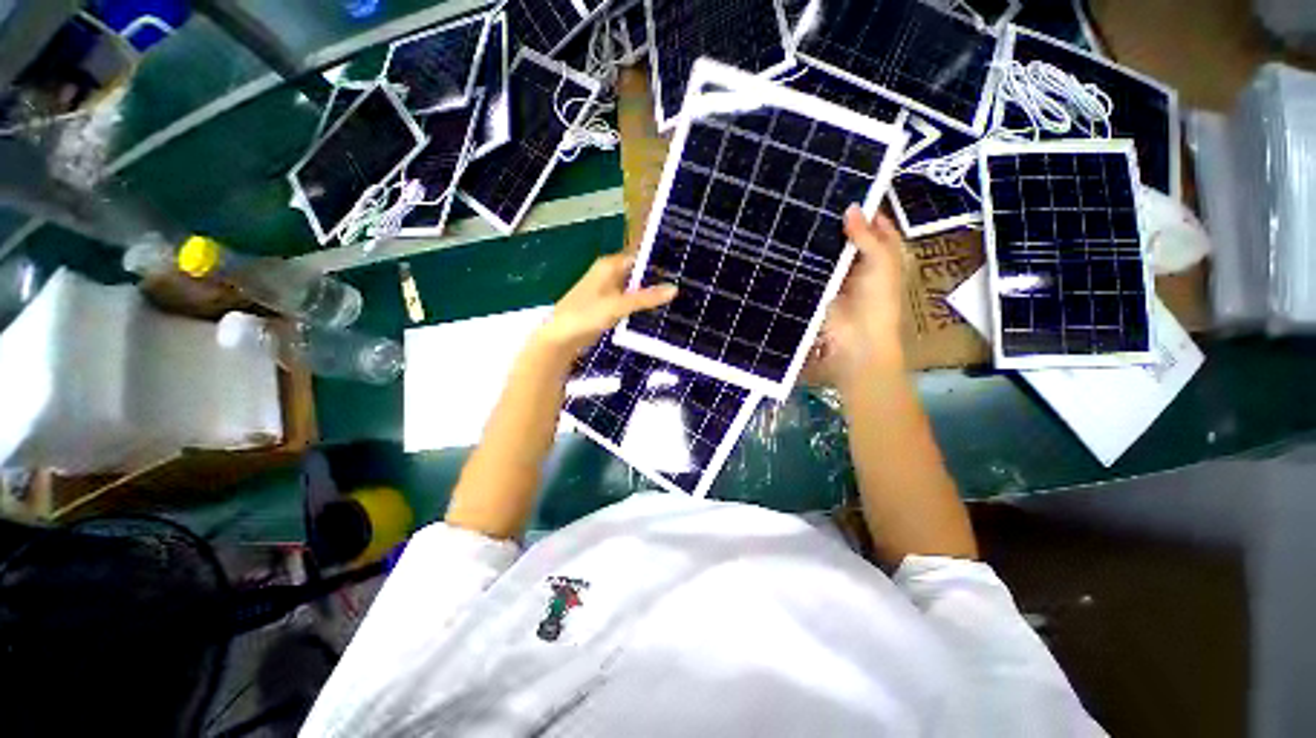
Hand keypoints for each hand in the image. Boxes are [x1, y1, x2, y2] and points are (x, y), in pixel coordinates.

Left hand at [531, 253, 676, 360]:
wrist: (560, 339)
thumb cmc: (585, 315)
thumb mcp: (618, 306)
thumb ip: (645, 298)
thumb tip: (674, 289)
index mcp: (609, 266)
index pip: (640, 258)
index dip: (659, 263)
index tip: (681, 270)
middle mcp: (609, 275)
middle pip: (639, 275)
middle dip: (657, 281)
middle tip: (685, 287)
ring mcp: (609, 293)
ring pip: (635, 291)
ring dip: (650, 296)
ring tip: (678, 300)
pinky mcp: (608, 308)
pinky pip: (630, 304)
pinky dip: (641, 308)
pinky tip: (657, 314)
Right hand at [804, 206, 905, 389]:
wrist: (854, 342)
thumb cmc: (877, 302)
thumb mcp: (882, 263)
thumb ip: (867, 236)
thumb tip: (851, 207)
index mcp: (886, 257)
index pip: (877, 227)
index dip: (865, 210)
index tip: (844, 189)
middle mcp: (862, 265)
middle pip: (850, 238)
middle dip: (837, 223)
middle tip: (814, 200)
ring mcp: (838, 277)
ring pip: (829, 252)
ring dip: (819, 240)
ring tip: (799, 215)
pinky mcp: (819, 288)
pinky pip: (813, 268)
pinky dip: (805, 258)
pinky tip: (791, 242)